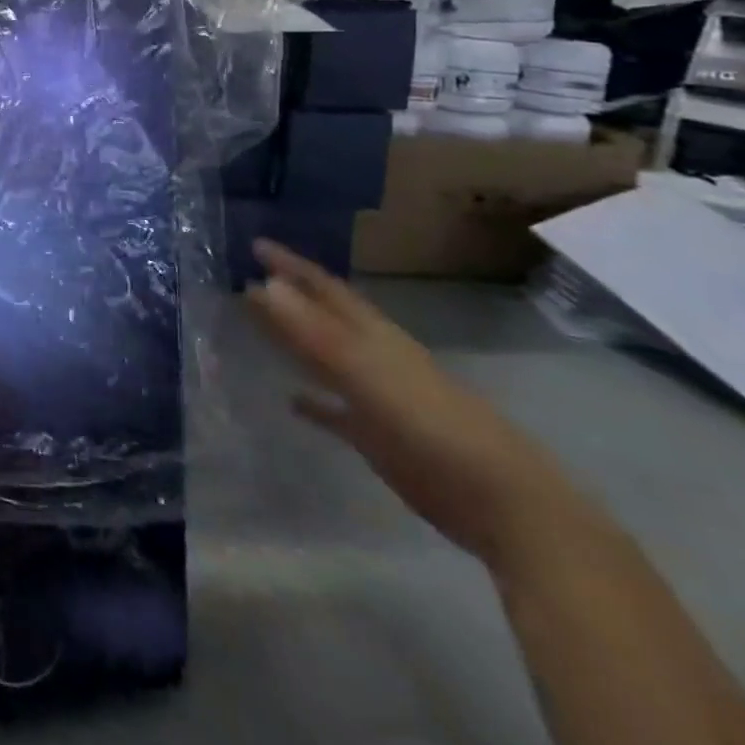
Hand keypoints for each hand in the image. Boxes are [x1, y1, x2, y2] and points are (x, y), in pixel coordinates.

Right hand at [244, 240, 595, 571]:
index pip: (323, 288)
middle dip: (288, 295)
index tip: (255, 244)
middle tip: (245, 278)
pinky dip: (312, 401)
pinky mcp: (377, 437)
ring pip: (324, 358)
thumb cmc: (431, 425)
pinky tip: (289, 400)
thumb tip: (262, 284)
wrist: (498, 500)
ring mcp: (375, 397)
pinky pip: (335, 410)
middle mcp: (371, 357)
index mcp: (372, 335)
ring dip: (293, 341)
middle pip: (322, 317)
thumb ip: (314, 332)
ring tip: (256, 325)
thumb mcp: (366, 372)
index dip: (291, 264)